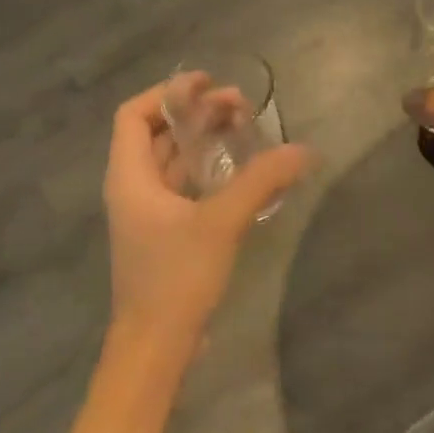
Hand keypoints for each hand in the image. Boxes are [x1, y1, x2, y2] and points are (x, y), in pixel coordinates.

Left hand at [103, 80, 310, 364]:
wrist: (155, 349)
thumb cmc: (176, 278)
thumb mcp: (221, 223)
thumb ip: (261, 181)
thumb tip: (304, 150)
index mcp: (129, 176)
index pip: (134, 114)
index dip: (168, 92)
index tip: (207, 83)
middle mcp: (133, 187)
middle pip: (159, 133)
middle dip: (197, 113)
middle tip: (241, 105)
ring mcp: (149, 213)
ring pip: (174, 160)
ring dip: (205, 140)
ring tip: (245, 128)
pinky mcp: (166, 233)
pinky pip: (185, 186)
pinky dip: (210, 169)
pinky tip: (244, 171)